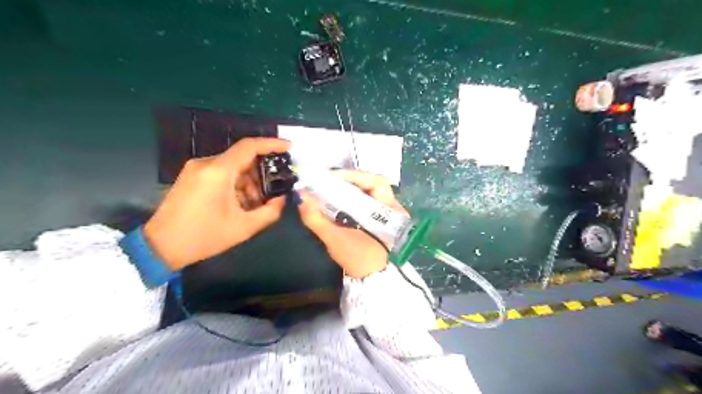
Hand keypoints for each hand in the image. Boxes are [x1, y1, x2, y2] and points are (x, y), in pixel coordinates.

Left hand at [143, 137, 290, 268]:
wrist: (160, 247)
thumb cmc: (204, 236)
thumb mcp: (244, 227)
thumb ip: (270, 211)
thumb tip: (281, 199)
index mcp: (219, 171)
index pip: (249, 147)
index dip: (272, 144)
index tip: (288, 147)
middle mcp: (206, 164)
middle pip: (243, 158)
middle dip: (262, 172)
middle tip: (275, 189)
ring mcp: (196, 169)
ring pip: (233, 167)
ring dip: (249, 181)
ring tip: (257, 203)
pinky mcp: (192, 177)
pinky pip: (222, 173)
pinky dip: (236, 184)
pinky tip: (241, 203)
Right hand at [297, 170, 408, 277]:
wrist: (372, 281)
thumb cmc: (359, 260)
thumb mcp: (336, 239)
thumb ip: (317, 218)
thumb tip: (300, 196)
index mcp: (391, 210)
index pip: (376, 182)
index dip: (353, 175)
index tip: (330, 177)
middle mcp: (393, 208)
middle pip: (371, 184)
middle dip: (348, 181)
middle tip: (326, 182)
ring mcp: (388, 213)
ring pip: (368, 192)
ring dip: (348, 189)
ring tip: (327, 189)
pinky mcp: (380, 220)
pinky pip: (365, 201)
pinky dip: (350, 199)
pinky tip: (336, 200)